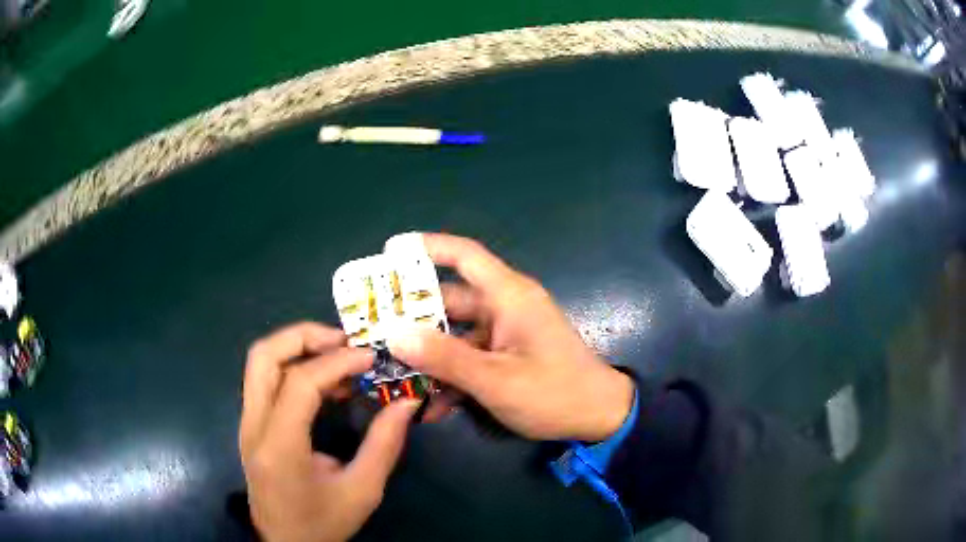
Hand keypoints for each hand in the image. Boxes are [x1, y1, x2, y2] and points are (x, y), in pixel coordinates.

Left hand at [240, 323, 419, 541]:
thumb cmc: (322, 524)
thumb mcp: (362, 491)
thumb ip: (384, 445)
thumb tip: (407, 402)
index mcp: (279, 446)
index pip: (299, 383)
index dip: (336, 362)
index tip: (370, 358)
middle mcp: (253, 425)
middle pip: (263, 355)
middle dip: (304, 336)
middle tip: (345, 341)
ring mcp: (246, 422)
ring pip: (260, 362)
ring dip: (297, 347)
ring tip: (338, 355)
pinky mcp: (250, 424)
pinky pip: (265, 379)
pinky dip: (293, 366)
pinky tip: (325, 383)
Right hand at [389, 234, 634, 441]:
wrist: (599, 418)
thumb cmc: (554, 393)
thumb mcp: (495, 380)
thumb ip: (444, 357)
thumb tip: (394, 332)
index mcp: (508, 296)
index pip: (464, 255)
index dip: (427, 247)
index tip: (389, 251)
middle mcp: (505, 308)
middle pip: (449, 300)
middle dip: (413, 316)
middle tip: (374, 328)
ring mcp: (506, 333)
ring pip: (455, 335)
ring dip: (429, 355)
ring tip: (393, 372)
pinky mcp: (507, 356)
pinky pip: (470, 357)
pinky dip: (451, 376)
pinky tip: (431, 406)